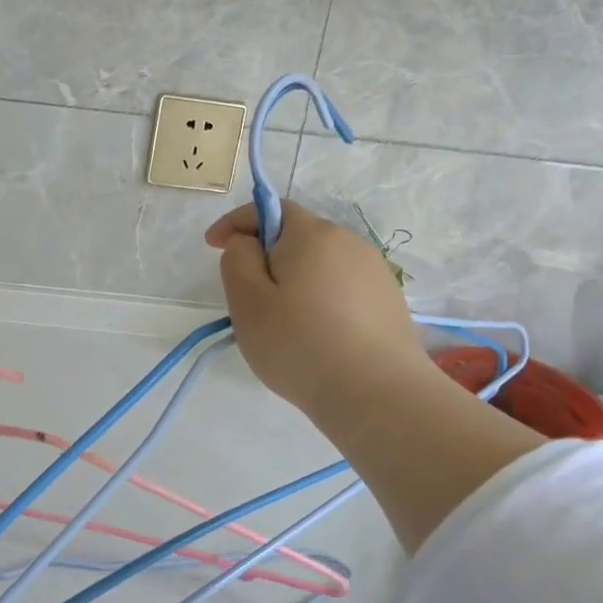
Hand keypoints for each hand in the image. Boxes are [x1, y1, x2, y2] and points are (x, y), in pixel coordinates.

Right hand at [205, 200, 436, 424]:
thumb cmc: (300, 344)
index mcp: (312, 234)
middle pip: (297, 236)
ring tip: (283, 321)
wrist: (377, 394)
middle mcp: (349, 241)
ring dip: (296, 279)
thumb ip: (238, 260)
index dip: (236, 222)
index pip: (270, 208)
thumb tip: (247, 243)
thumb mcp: (248, 301)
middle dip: (267, 254)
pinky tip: (317, 334)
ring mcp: (375, 271)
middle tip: (247, 294)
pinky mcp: (389, 301)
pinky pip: (343, 287)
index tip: (213, 245)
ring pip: (321, 264)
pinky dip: (322, 299)